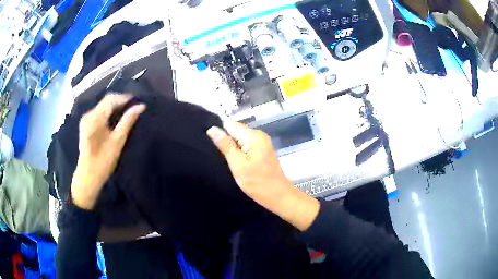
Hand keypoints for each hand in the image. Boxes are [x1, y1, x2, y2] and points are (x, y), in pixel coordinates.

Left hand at [71, 94, 145, 209]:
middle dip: (120, 101)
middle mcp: (88, 114)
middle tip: (134, 105)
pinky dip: (108, 111)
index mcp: (95, 118)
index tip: (138, 100)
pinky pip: (99, 111)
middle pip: (106, 100)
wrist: (88, 176)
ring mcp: (86, 118)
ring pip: (103, 105)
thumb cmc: (103, 161)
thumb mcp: (118, 141)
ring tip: (128, 110)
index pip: (111, 99)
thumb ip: (128, 121)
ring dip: (115, 106)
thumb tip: (141, 106)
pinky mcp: (85, 123)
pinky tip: (116, 117)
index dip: (125, 98)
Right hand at [207, 123, 319, 230]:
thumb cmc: (257, 182)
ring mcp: (262, 142)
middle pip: (236, 130)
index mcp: (253, 136)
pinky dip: (240, 152)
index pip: (230, 125)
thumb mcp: (237, 164)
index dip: (220, 132)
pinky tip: (237, 162)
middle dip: (226, 140)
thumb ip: (225, 145)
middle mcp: (259, 135)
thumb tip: (212, 128)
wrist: (278, 195)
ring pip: (240, 139)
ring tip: (227, 159)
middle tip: (220, 155)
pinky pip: (247, 145)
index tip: (213, 145)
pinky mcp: (263, 150)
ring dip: (233, 147)